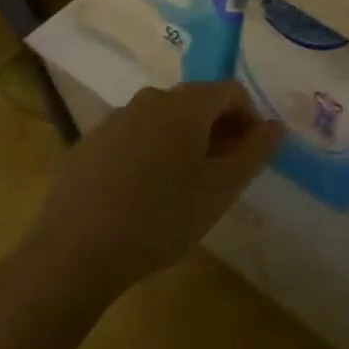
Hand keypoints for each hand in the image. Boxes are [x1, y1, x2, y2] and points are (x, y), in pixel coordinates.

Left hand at [19, 82, 282, 318]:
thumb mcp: (221, 190)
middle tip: (221, 172)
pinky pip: (133, 137)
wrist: (71, 256)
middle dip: (217, 130)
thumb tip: (277, 126)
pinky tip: (142, 194)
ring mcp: (115, 120)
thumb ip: (255, 152)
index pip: (232, 92)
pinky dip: (149, 153)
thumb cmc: (160, 219)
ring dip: (183, 141)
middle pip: (197, 102)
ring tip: (183, 186)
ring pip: (163, 120)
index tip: (250, 156)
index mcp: (187, 104)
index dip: (250, 119)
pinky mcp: (88, 145)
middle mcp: (151, 99)